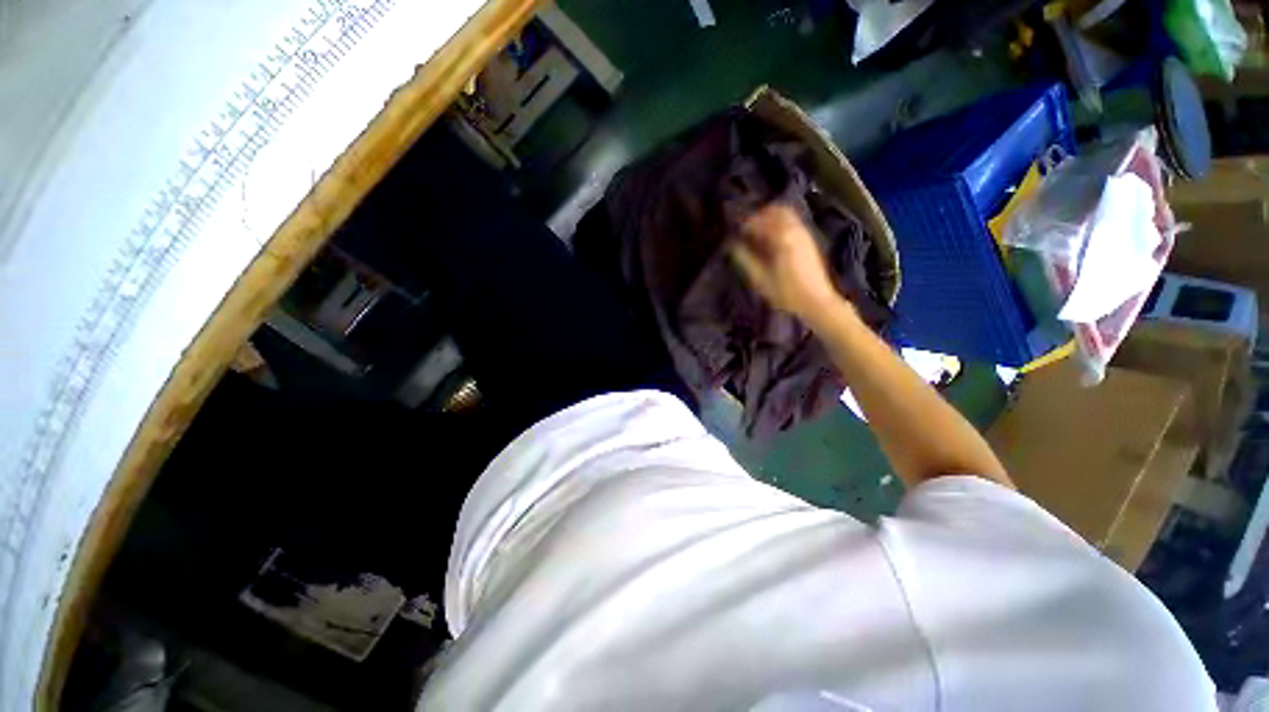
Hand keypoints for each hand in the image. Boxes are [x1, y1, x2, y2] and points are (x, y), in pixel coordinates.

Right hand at [731, 203, 840, 318]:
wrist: (817, 302)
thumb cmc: (787, 293)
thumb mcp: (761, 280)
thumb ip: (746, 260)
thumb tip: (733, 246)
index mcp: (782, 238)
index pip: (760, 221)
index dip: (745, 223)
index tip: (735, 230)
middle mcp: (795, 230)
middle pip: (776, 211)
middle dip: (759, 216)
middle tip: (747, 228)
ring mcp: (804, 234)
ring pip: (786, 215)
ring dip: (771, 219)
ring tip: (758, 233)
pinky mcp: (809, 241)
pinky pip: (793, 223)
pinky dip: (780, 224)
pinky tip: (772, 241)